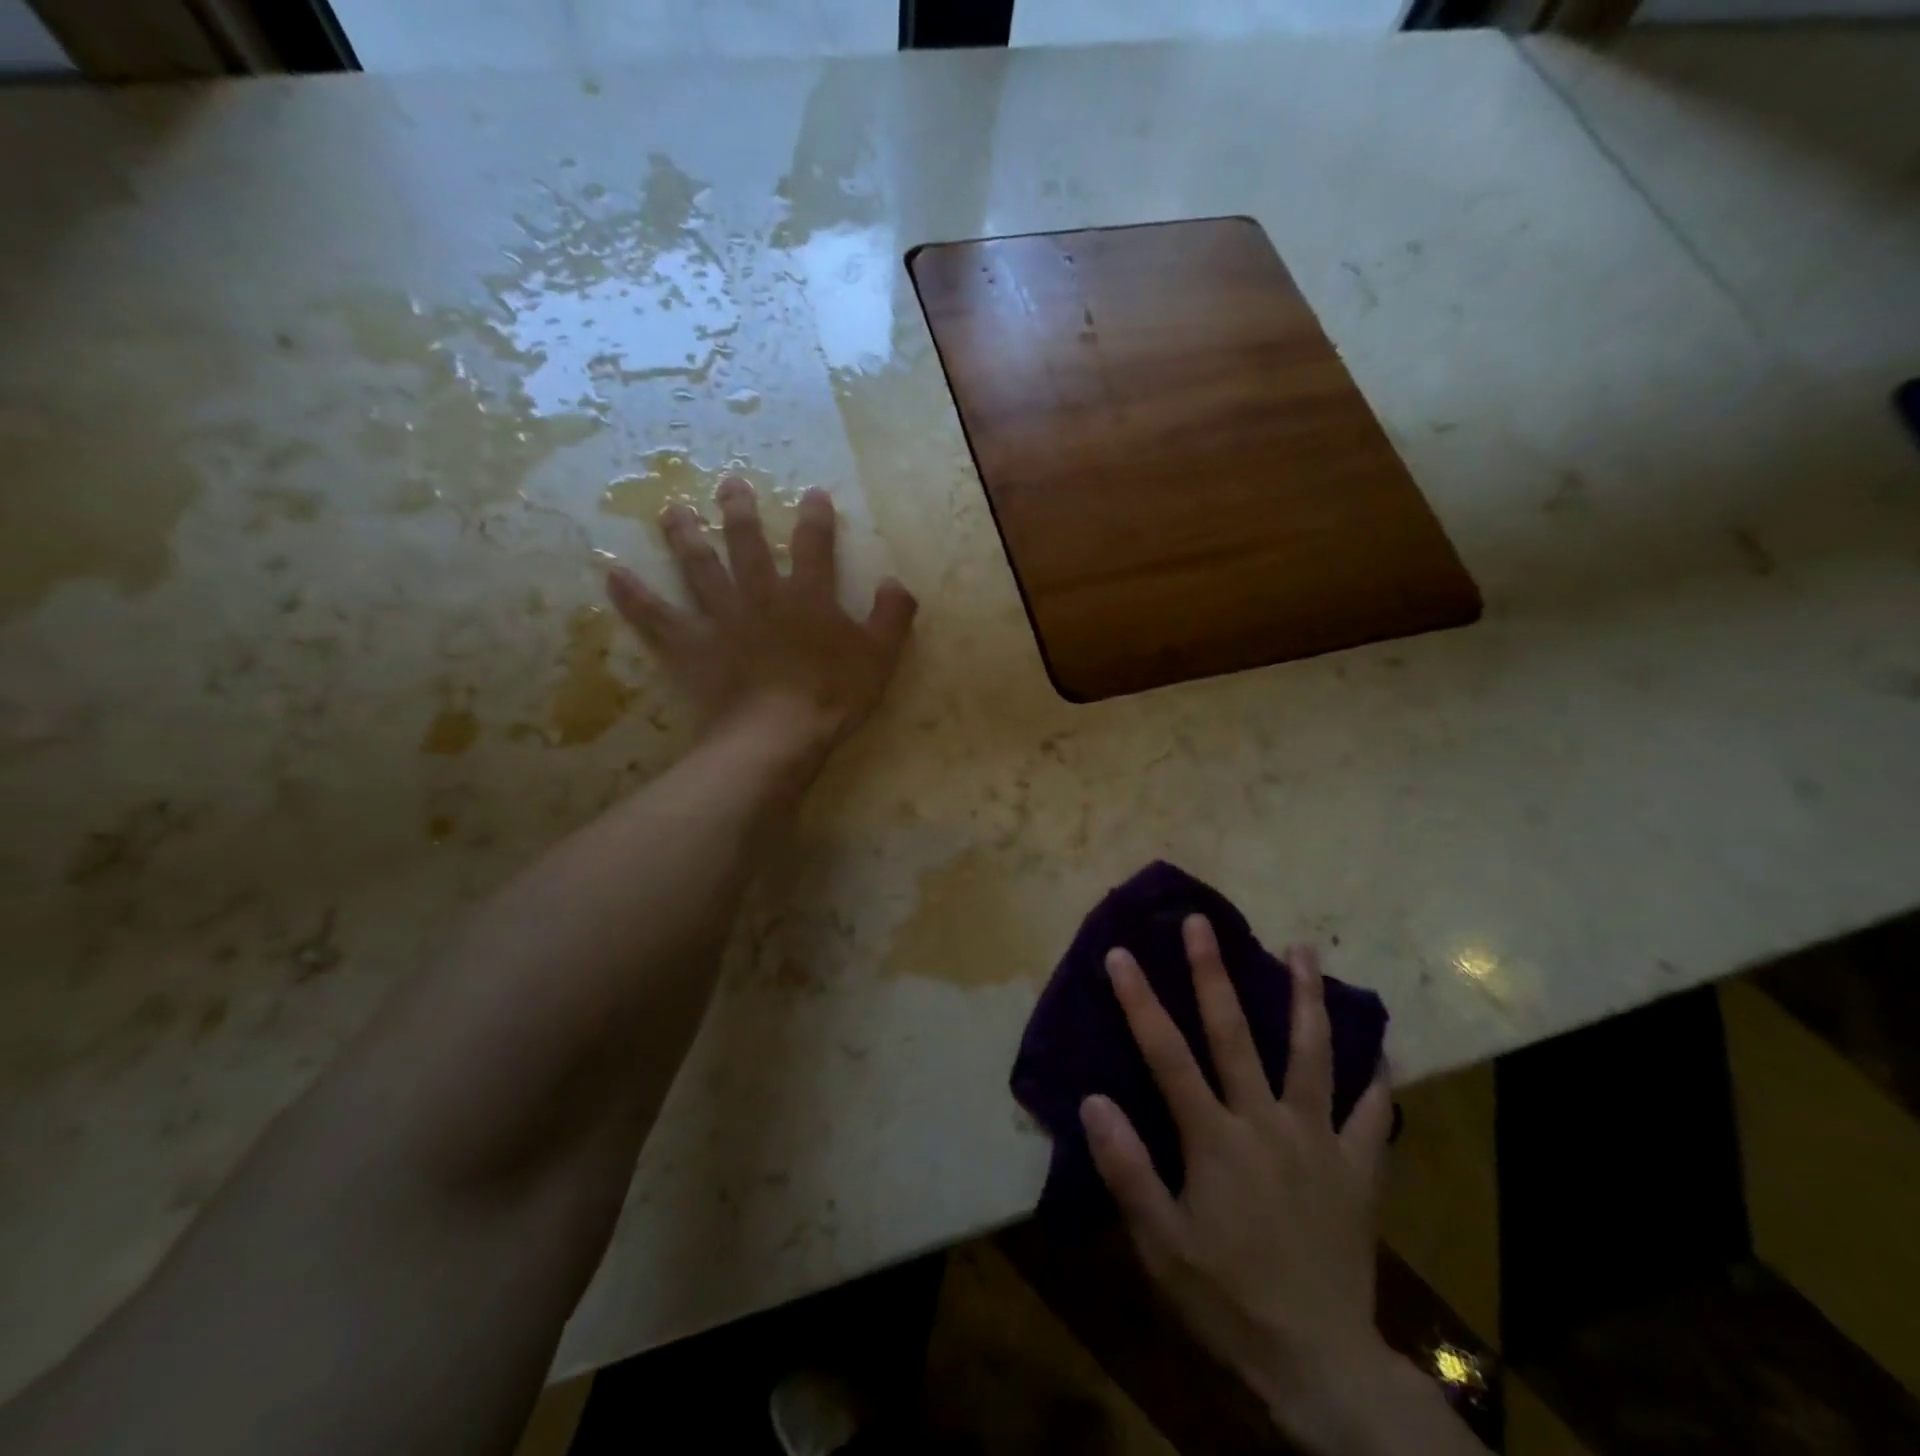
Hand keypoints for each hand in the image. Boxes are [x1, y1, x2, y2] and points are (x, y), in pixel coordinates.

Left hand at [606, 477, 916, 762]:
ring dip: (684, 536)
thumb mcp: (880, 657)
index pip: (813, 545)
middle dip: (740, 510)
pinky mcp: (691, 647)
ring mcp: (720, 619)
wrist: (777, 736)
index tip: (813, 494)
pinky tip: (612, 572)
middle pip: (746, 543)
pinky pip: (657, 617)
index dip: (815, 518)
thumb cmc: (832, 697)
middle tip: (729, 483)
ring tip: (672, 510)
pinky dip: (633, 596)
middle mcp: (760, 595)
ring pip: (698, 568)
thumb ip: (891, 616)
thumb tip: (896, 582)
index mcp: (807, 596)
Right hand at [1081, 920, 1429, 1454]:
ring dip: (1306, 997)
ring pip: (1313, 1054)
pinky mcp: (1357, 1169)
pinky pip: (1372, 1116)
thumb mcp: (1160, 1246)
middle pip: (1236, 1033)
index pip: (1167, 1054)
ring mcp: (1318, 1140)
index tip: (1122, 954)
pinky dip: (1378, 1081)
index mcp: (1215, 1139)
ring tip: (1303, 949)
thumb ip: (1127, 1169)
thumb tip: (1094, 1100)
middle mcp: (1266, 1122)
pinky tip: (1383, 1051)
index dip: (1140, 1001)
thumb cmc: (1227, 1300)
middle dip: (1213, 972)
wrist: (1321, 1365)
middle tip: (1203, 922)